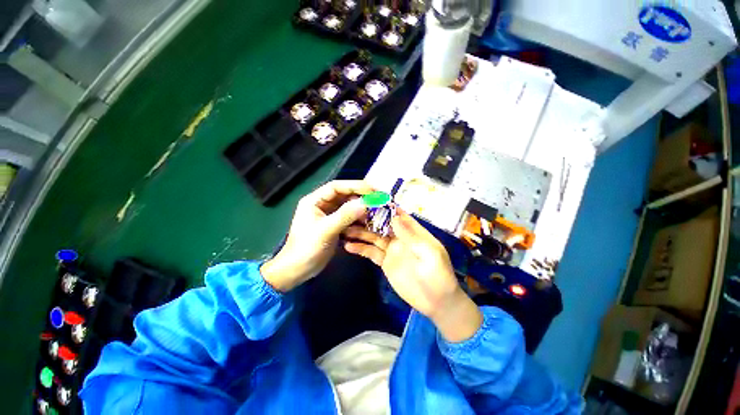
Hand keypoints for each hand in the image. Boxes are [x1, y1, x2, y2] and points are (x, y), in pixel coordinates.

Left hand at [261, 180, 373, 291]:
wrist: (298, 270)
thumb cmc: (306, 248)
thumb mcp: (325, 230)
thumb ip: (345, 215)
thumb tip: (365, 203)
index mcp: (314, 200)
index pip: (337, 187)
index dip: (355, 186)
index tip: (372, 189)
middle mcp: (322, 205)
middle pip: (344, 196)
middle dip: (360, 197)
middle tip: (378, 200)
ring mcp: (328, 216)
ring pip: (348, 207)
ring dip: (361, 209)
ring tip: (376, 212)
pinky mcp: (334, 226)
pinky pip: (349, 218)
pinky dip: (358, 219)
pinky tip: (368, 222)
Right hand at [343, 209, 482, 341]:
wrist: (436, 303)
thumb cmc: (438, 276)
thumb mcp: (430, 254)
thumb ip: (412, 236)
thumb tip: (395, 217)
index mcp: (413, 232)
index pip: (397, 215)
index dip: (384, 207)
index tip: (367, 199)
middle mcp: (400, 237)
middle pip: (381, 224)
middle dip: (367, 218)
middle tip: (349, 212)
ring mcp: (391, 249)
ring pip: (373, 237)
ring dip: (360, 232)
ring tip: (344, 228)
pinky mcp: (385, 262)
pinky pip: (371, 253)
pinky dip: (360, 249)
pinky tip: (348, 246)